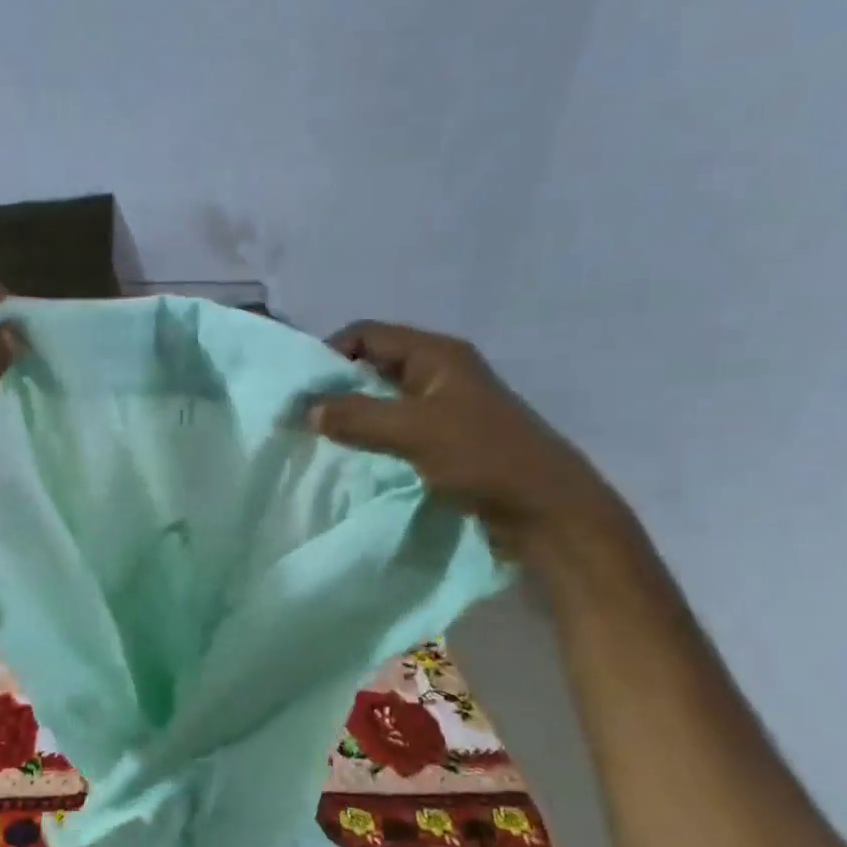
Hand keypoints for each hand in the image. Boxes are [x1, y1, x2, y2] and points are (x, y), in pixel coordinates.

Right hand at [309, 321, 626, 565]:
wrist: (545, 511)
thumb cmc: (483, 458)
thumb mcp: (415, 431)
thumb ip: (358, 416)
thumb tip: (308, 408)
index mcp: (436, 355)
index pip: (368, 334)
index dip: (331, 353)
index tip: (301, 389)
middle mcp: (438, 373)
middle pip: (373, 364)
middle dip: (337, 386)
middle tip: (303, 415)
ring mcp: (442, 407)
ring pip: (382, 399)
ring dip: (352, 414)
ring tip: (320, 437)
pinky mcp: (444, 440)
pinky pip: (394, 427)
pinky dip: (370, 436)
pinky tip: (352, 456)